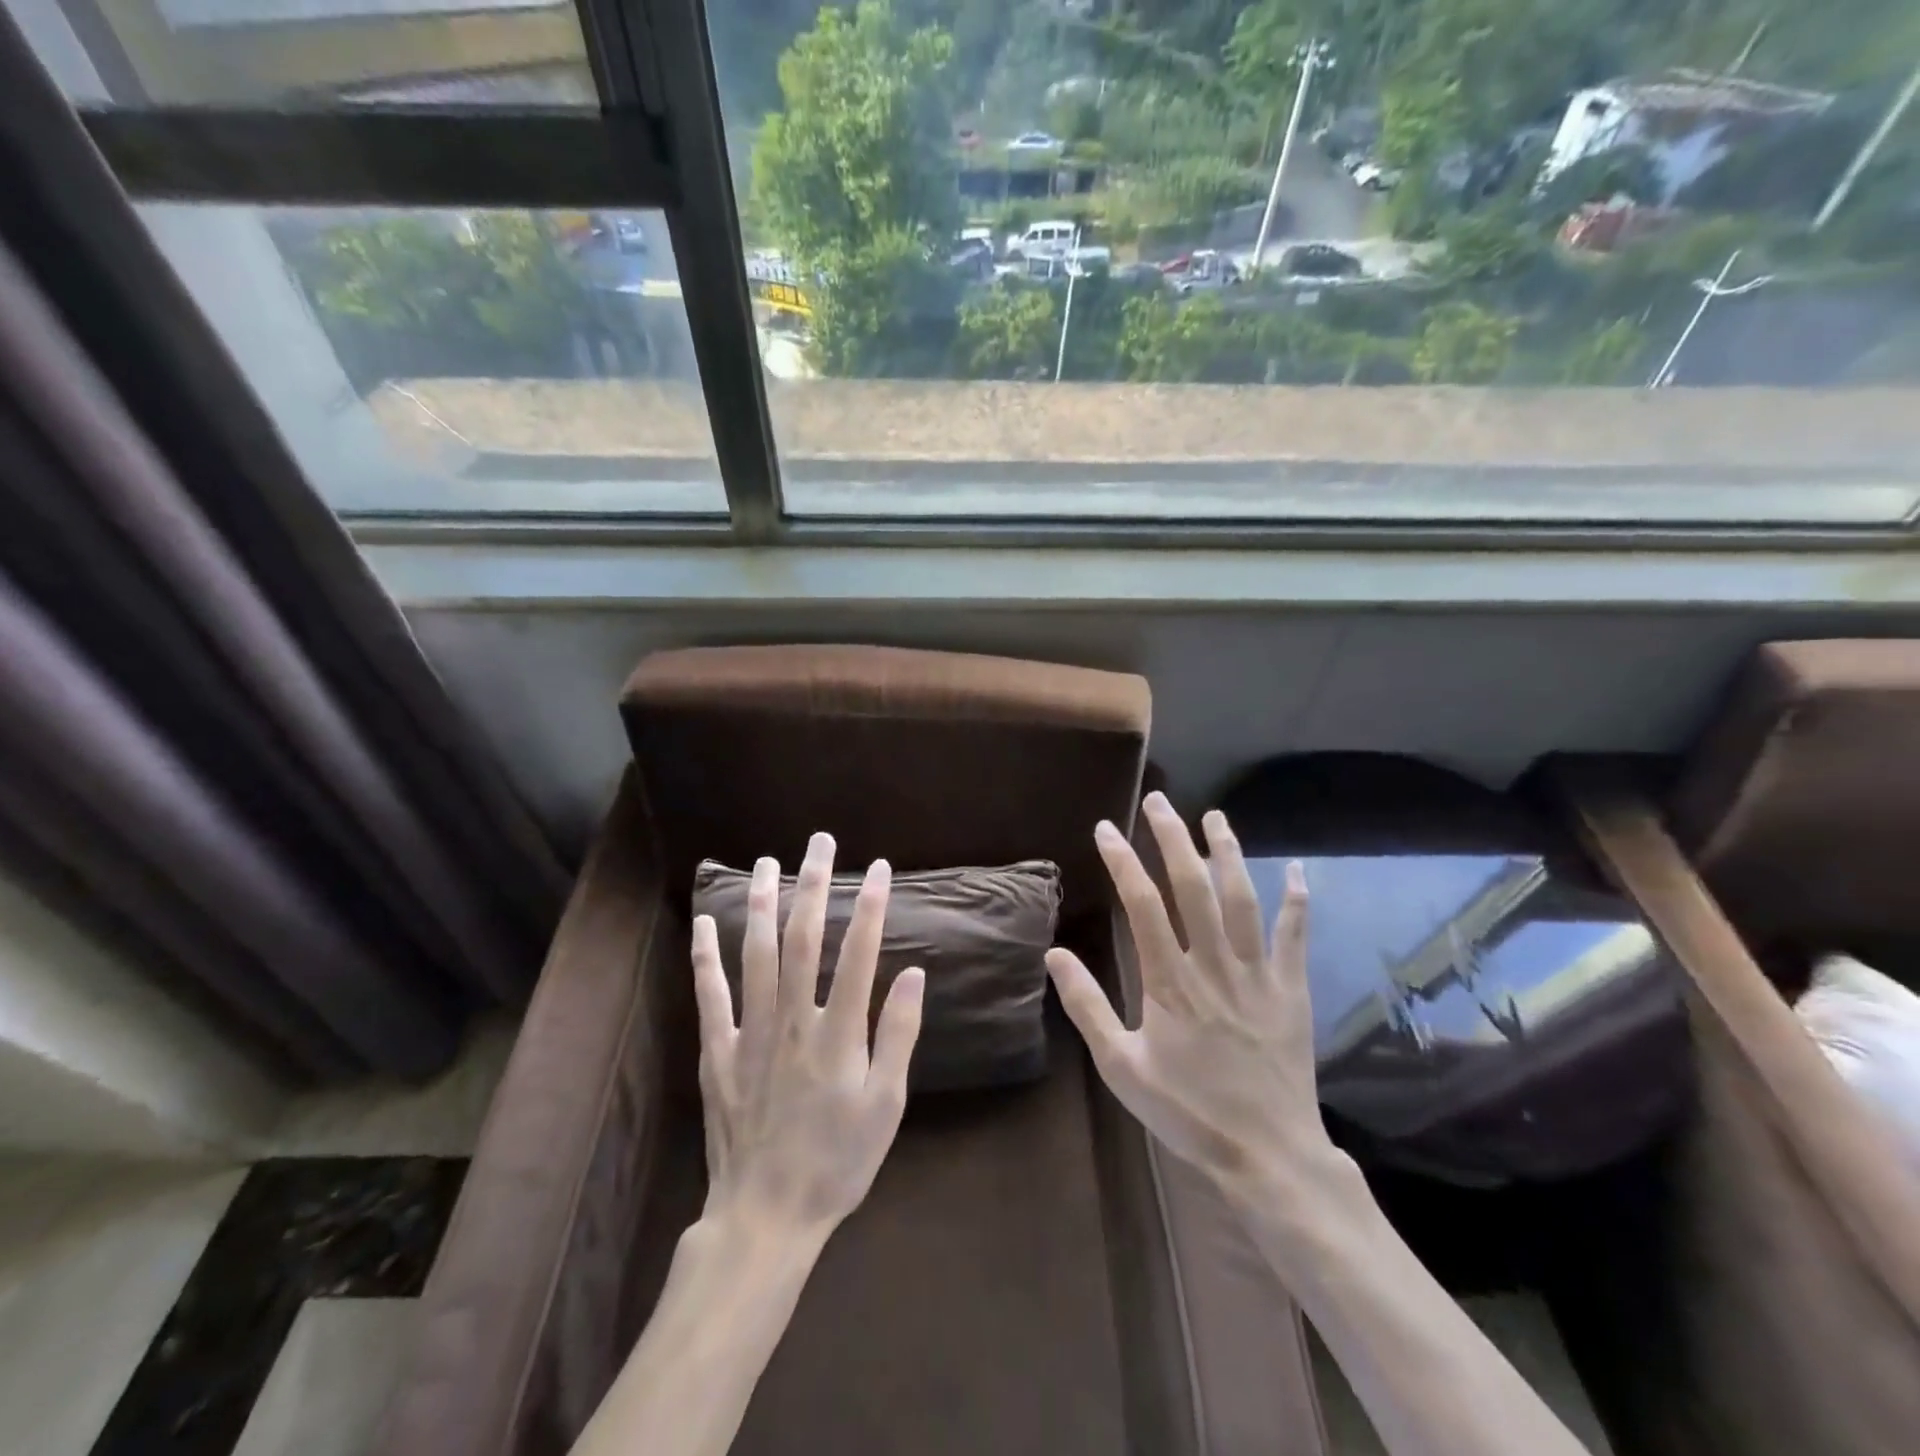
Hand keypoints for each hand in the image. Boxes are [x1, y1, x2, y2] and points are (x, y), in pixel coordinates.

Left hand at [691, 833, 925, 1239]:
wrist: (766, 1217)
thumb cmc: (837, 1162)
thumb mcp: (886, 1106)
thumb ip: (898, 1036)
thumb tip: (913, 975)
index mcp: (838, 1034)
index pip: (859, 954)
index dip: (870, 906)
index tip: (878, 868)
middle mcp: (793, 1020)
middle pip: (802, 939)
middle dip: (813, 885)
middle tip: (819, 842)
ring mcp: (750, 1034)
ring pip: (755, 955)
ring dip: (762, 904)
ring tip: (767, 861)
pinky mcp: (717, 1053)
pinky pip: (709, 996)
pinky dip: (706, 957)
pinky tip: (705, 923)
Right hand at [1046, 793, 1344, 1211]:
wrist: (1268, 1156)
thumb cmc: (1188, 1112)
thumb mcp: (1121, 1068)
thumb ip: (1087, 1008)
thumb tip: (1054, 955)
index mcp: (1170, 983)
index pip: (1143, 905)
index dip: (1123, 862)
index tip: (1106, 828)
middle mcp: (1214, 966)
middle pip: (1193, 888)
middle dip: (1174, 839)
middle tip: (1159, 801)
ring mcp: (1258, 976)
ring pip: (1243, 900)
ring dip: (1228, 853)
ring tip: (1214, 816)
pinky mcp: (1291, 992)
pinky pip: (1295, 937)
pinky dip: (1297, 901)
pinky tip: (1298, 870)